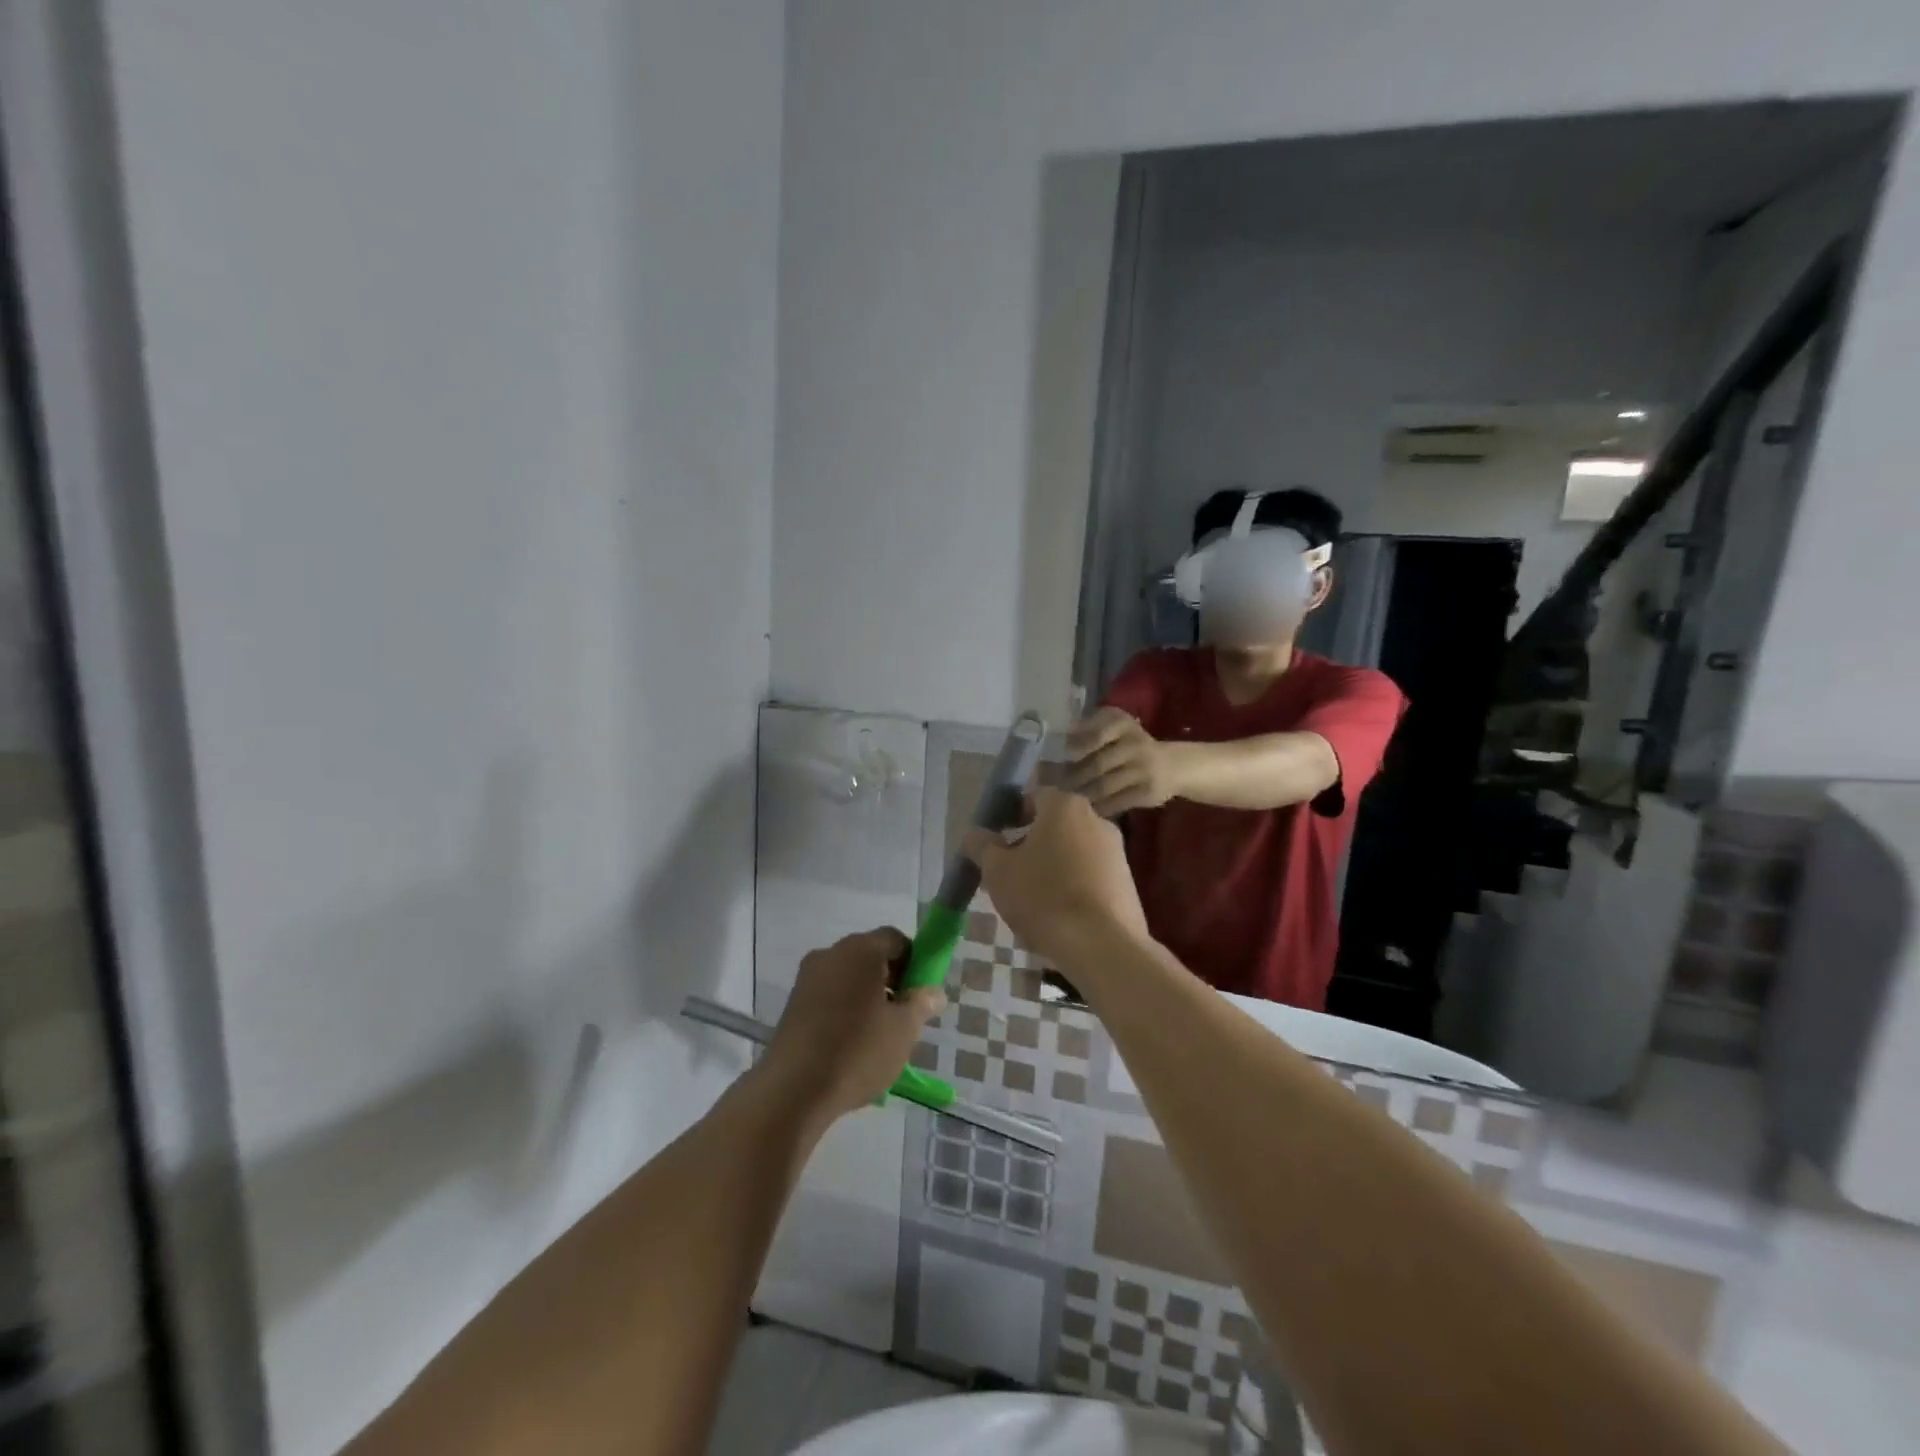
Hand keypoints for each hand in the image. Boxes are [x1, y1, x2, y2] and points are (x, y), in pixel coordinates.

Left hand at [761, 928, 945, 1123]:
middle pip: (870, 955)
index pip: (896, 939)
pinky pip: (829, 994)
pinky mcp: (793, 1002)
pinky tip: (850, 1043)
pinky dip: (844, 1008)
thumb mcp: (903, 1030)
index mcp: (861, 950)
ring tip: (877, 1035)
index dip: (914, 962)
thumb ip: (922, 1004)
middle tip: (902, 1016)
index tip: (919, 993)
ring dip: (867, 996)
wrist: (793, 1090)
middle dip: (891, 980)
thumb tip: (933, 992)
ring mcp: (807, 977)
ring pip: (849, 976)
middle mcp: (831, 953)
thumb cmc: (857, 1051)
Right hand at [962, 788, 1149, 965]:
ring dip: (1053, 866)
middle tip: (1009, 872)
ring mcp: (1116, 852)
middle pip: (1056, 825)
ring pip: (1075, 851)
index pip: (1034, 797)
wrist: (1102, 946)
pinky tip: (1060, 914)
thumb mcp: (998, 872)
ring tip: (1032, 899)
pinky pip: (1092, 876)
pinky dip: (1074, 886)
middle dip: (1032, 844)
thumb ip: (982, 847)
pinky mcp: (1127, 883)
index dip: (1012, 815)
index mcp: (1064, 807)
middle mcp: (1096, 819)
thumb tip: (974, 834)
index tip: (996, 840)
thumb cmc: (1043, 897)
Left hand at [1067, 708, 1181, 815]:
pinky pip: (1116, 802)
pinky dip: (1100, 807)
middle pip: (1097, 764)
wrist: (1172, 765)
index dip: (1077, 747)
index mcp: (1124, 725)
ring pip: (1104, 785)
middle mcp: (1135, 745)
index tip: (1062, 758)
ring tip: (1068, 799)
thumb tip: (1063, 738)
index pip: (1097, 734)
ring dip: (1083, 793)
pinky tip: (1089, 809)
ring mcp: (1143, 769)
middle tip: (1057, 785)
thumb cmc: (1133, 745)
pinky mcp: (1147, 792)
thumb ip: (1091, 728)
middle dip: (1074, 776)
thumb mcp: (1116, 728)